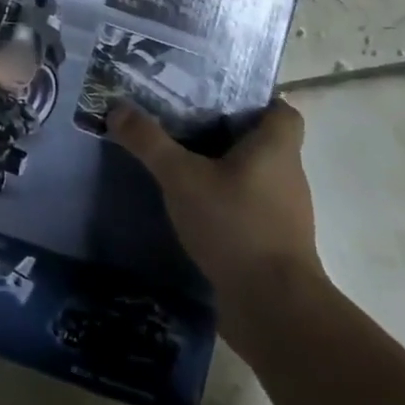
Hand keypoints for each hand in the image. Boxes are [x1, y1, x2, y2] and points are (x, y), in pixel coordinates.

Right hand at [107, 97, 324, 330]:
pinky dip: (223, 200)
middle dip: (223, 130)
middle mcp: (287, 174)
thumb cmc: (235, 225)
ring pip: (252, 174)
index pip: (280, 109)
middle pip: (260, 140)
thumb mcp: (181, 177)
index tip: (215, 96)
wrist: (274, 308)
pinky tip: (189, 204)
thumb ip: (148, 141)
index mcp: (276, 147)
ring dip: (221, 167)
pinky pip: (247, 206)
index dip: (254, 99)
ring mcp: (283, 212)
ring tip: (178, 160)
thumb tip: (117, 107)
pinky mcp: (272, 242)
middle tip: (180, 120)